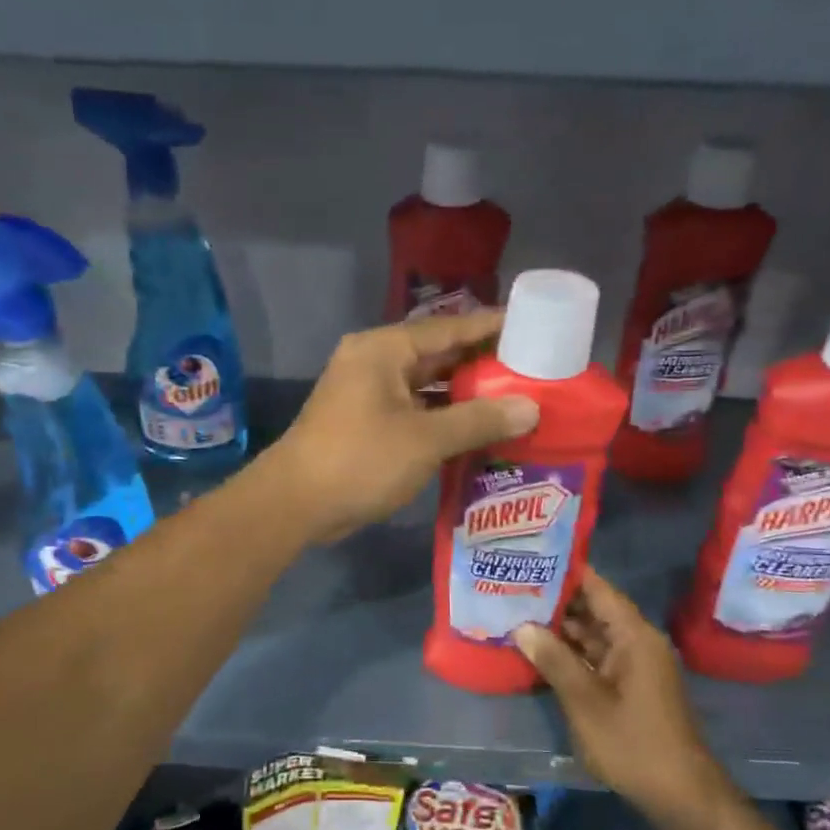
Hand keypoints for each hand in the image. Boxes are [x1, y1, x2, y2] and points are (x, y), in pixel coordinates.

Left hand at [265, 310, 538, 543]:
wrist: (296, 503)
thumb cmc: (360, 460)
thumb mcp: (426, 439)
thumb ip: (479, 419)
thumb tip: (531, 408)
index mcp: (384, 350)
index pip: (448, 328)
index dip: (490, 327)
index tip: (533, 326)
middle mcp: (374, 363)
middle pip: (438, 355)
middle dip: (482, 364)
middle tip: (533, 369)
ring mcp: (367, 395)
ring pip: (426, 387)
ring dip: (464, 395)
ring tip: (515, 400)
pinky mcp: (366, 424)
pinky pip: (414, 411)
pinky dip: (443, 419)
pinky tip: (478, 431)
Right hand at [512, 568, 716, 823]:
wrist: (680, 794)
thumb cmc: (633, 743)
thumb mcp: (586, 701)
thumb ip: (554, 660)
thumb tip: (521, 626)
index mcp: (634, 636)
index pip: (598, 588)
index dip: (567, 572)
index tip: (531, 559)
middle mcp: (637, 642)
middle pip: (594, 609)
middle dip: (556, 600)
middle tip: (513, 587)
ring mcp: (635, 665)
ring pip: (593, 635)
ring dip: (560, 628)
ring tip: (518, 613)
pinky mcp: (630, 686)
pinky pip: (597, 656)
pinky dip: (571, 652)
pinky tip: (540, 650)